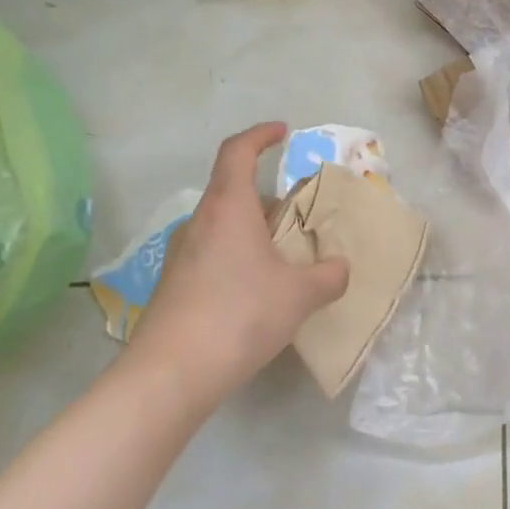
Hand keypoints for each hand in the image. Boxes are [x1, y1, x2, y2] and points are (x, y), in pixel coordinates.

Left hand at [127, 123, 349, 404]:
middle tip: (300, 216)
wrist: (169, 376)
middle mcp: (199, 222)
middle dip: (269, 198)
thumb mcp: (300, 295)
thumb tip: (340, 268)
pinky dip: (237, 257)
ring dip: (253, 231)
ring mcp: (181, 255)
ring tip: (284, 258)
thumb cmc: (239, 315)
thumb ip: (329, 276)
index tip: (283, 132)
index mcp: (228, 207)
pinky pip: (212, 254)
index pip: (238, 151)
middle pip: (233, 191)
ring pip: (223, 226)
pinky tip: (257, 292)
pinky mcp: (173, 286)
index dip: (261, 135)